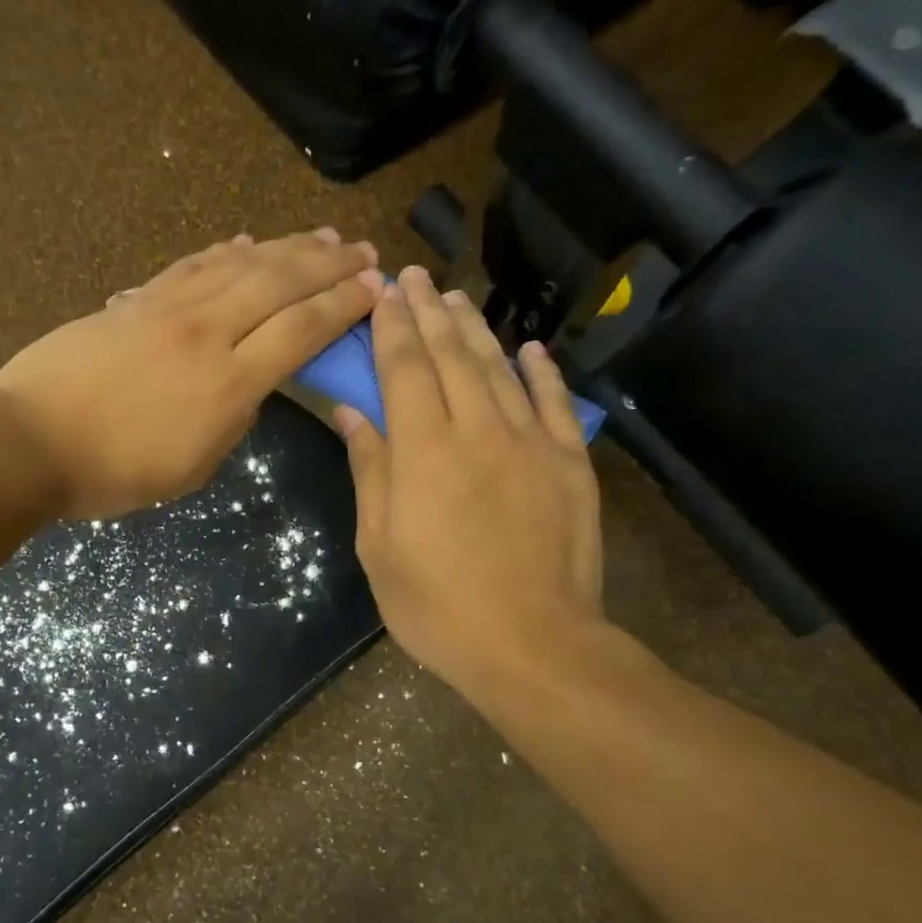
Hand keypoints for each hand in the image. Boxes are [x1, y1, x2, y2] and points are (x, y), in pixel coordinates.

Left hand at [0, 229, 379, 517]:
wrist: (30, 441)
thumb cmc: (112, 473)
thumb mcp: (191, 468)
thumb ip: (231, 422)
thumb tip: (250, 385)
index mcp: (228, 384)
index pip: (300, 331)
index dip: (342, 308)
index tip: (375, 290)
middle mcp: (207, 333)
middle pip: (280, 283)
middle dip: (329, 265)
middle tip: (365, 252)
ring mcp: (168, 309)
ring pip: (240, 263)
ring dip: (287, 247)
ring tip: (321, 238)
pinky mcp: (136, 300)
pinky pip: (191, 266)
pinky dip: (224, 250)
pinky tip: (245, 241)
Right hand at [338, 267, 605, 697]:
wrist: (530, 645)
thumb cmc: (436, 606)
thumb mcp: (379, 546)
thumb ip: (370, 471)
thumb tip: (352, 413)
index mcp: (424, 451)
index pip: (404, 369)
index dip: (391, 327)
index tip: (381, 292)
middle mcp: (478, 430)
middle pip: (451, 357)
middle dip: (429, 312)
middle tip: (415, 277)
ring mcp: (530, 444)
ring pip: (500, 370)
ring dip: (476, 331)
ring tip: (456, 300)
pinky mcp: (569, 466)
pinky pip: (554, 405)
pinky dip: (542, 373)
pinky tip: (531, 350)